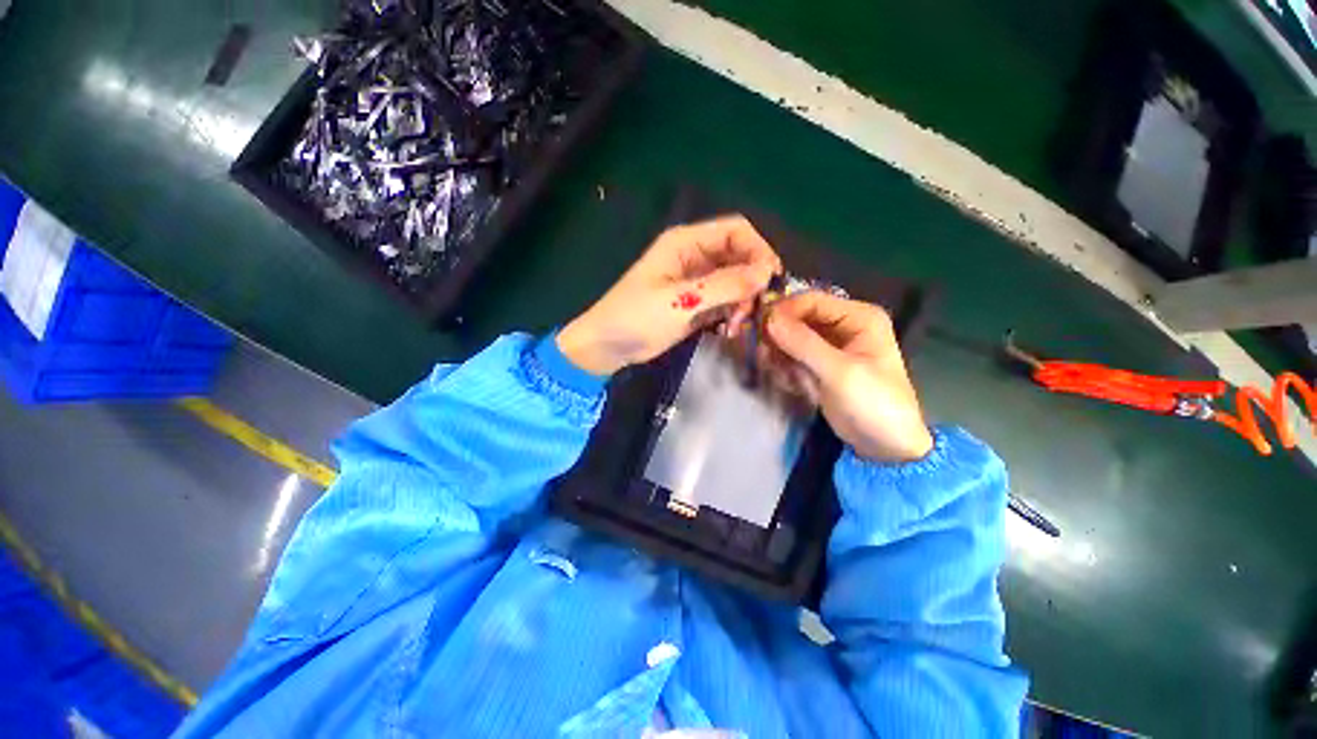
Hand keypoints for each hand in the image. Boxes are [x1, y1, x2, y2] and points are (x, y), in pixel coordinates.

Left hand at [557, 215, 781, 374]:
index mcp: (686, 243)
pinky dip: (731, 314)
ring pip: (736, 282)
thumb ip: (723, 286)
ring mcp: (696, 282)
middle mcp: (695, 257)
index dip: (759, 249)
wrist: (609, 346)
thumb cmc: (636, 317)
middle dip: (751, 282)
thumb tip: (765, 273)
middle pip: (740, 257)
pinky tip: (726, 331)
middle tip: (751, 311)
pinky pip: (726, 301)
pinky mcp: (696, 303)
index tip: (771, 279)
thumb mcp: (679, 301)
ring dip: (742, 303)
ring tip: (733, 326)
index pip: (736, 231)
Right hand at [764, 291, 933, 462]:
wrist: (884, 445)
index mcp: (858, 317)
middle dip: (779, 332)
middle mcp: (843, 325)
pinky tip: (783, 378)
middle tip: (761, 350)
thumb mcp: (839, 372)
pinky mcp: (819, 364)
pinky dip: (784, 363)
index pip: (812, 301)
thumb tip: (769, 318)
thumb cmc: (873, 404)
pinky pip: (793, 354)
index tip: (759, 328)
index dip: (784, 310)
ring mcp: (830, 345)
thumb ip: (804, 343)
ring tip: (771, 367)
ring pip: (792, 336)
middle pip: (799, 317)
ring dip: (778, 349)